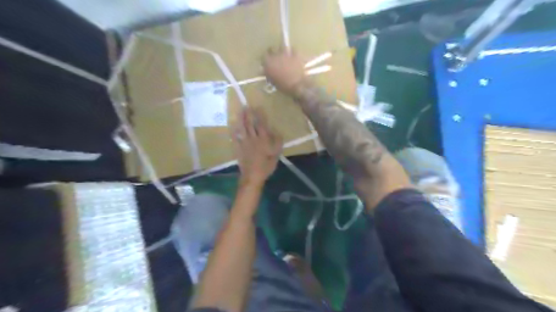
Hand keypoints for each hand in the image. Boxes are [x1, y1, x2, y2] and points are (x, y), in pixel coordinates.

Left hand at [230, 107, 282, 184]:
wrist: (253, 176)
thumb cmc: (266, 166)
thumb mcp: (276, 155)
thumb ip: (277, 142)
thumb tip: (277, 131)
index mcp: (263, 140)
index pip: (262, 124)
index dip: (260, 115)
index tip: (258, 107)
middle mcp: (253, 139)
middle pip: (250, 124)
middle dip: (249, 114)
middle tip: (247, 105)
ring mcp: (244, 143)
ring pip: (242, 128)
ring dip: (241, 119)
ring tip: (240, 111)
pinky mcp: (238, 148)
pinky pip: (235, 137)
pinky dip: (233, 130)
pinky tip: (232, 125)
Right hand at [263, 46, 305, 93]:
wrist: (297, 84)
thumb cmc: (283, 86)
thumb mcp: (272, 82)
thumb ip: (268, 74)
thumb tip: (265, 71)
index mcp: (268, 63)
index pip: (263, 56)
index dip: (265, 59)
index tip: (267, 62)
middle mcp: (275, 56)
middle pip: (271, 49)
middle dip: (272, 52)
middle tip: (274, 57)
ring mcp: (286, 53)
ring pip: (282, 46)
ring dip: (282, 49)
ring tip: (284, 54)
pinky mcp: (295, 54)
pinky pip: (293, 49)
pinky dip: (293, 52)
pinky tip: (293, 55)